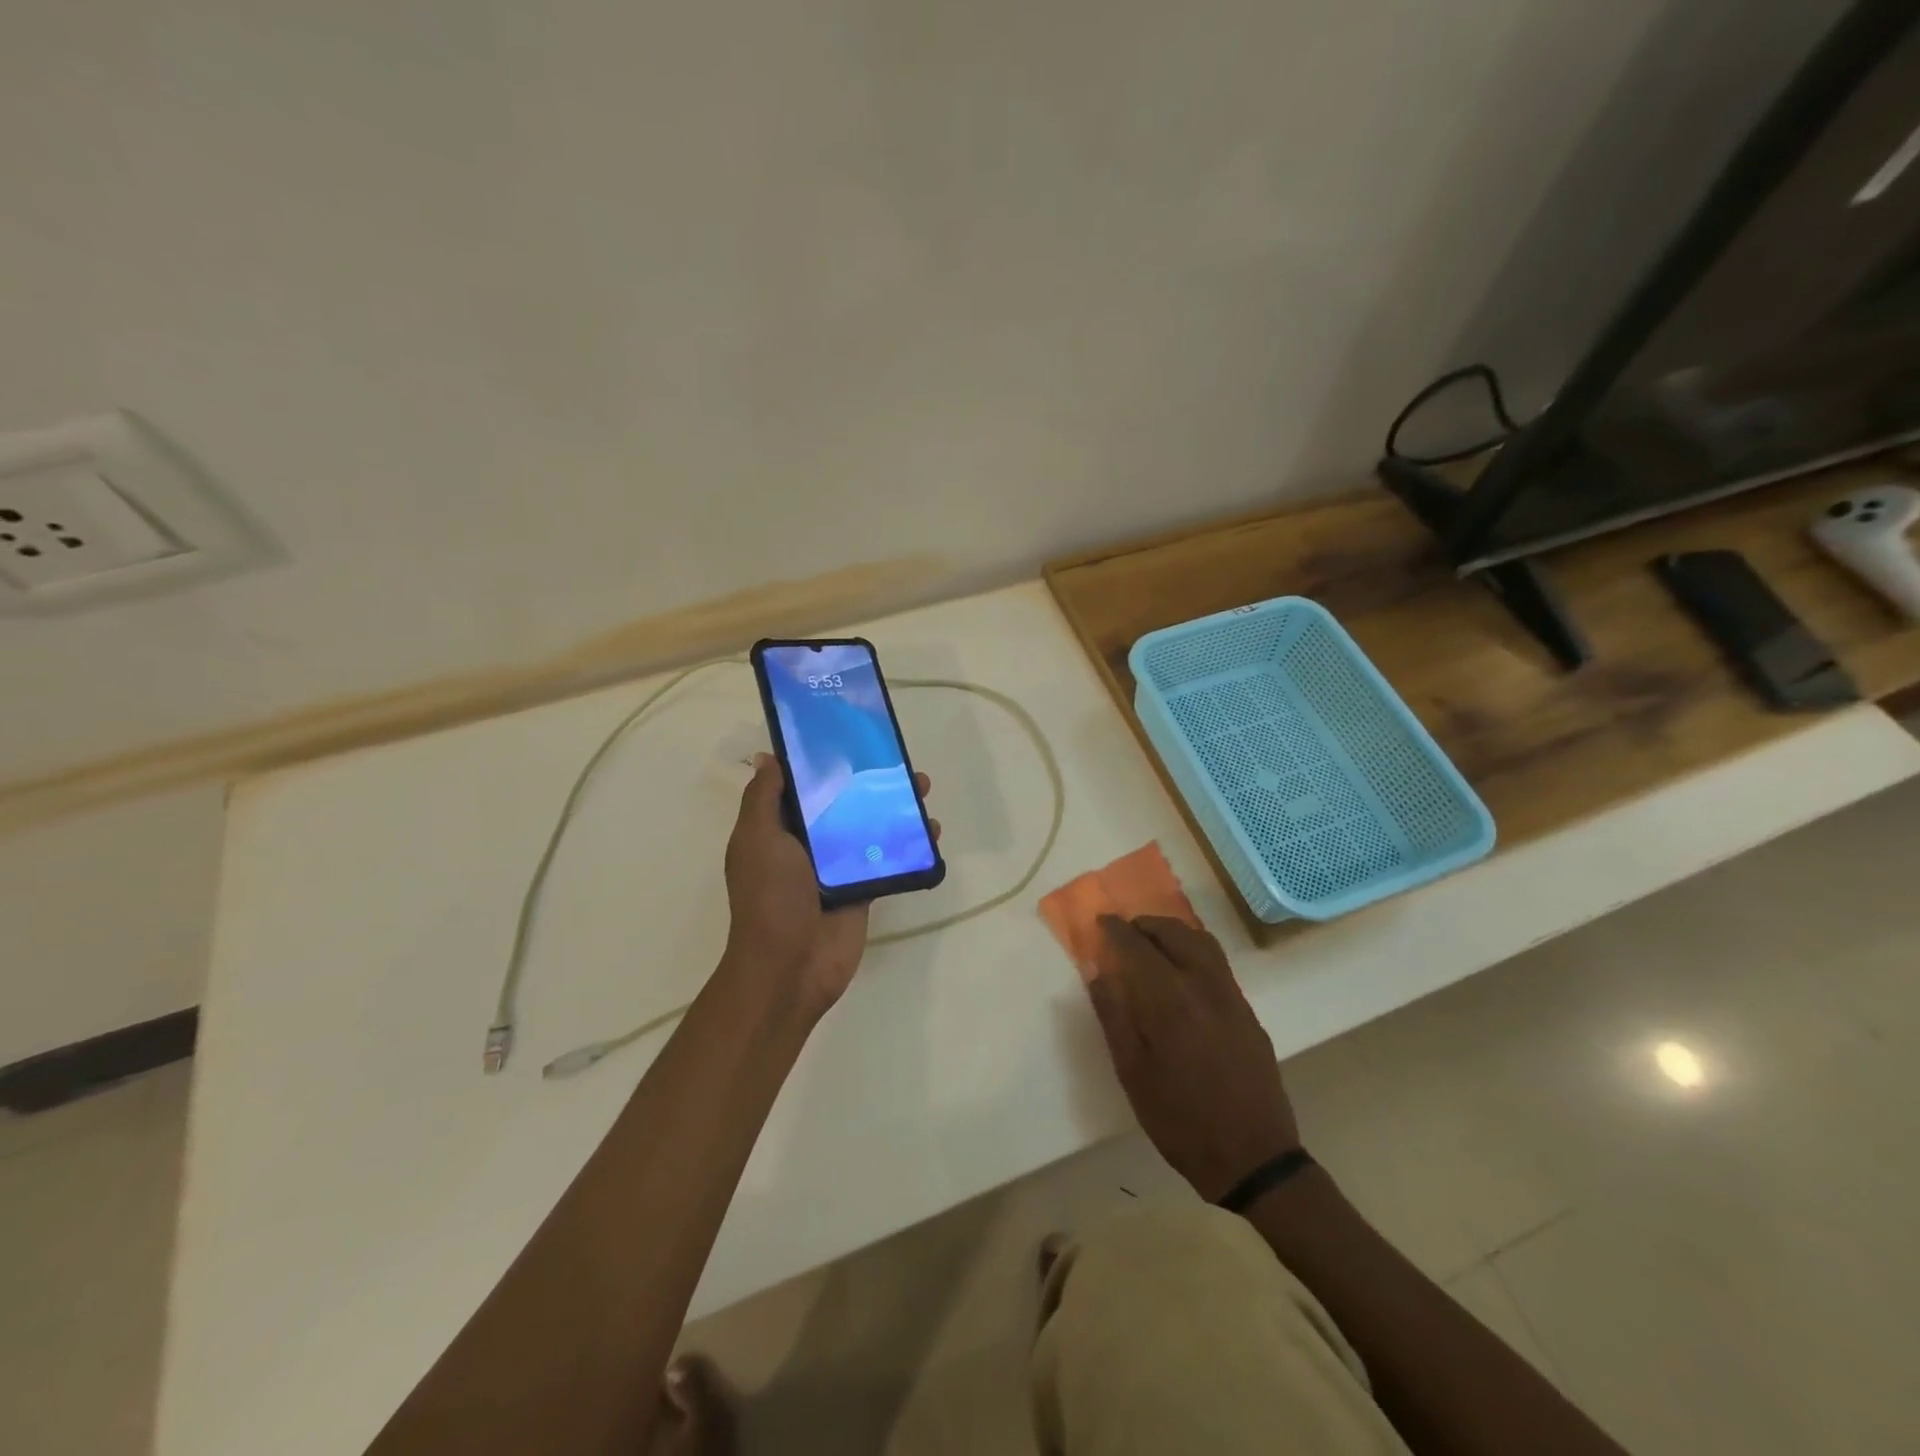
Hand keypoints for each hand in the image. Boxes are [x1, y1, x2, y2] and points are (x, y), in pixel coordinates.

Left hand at [721, 753, 938, 1016]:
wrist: (791, 966)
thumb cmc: (770, 896)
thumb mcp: (757, 839)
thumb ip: (763, 798)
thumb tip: (769, 757)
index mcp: (778, 828)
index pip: (801, 786)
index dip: (822, 761)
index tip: (848, 735)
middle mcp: (807, 843)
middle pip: (842, 802)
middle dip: (868, 780)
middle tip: (897, 761)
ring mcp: (838, 866)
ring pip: (870, 826)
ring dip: (896, 807)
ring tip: (922, 788)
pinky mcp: (864, 887)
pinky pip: (888, 858)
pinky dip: (910, 844)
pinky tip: (932, 831)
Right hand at [1087, 915, 1299, 1202]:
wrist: (1253, 1158)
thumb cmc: (1180, 1120)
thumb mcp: (1132, 1073)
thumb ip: (1113, 1016)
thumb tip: (1099, 973)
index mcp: (1169, 1001)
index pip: (1137, 947)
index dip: (1115, 930)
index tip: (1100, 922)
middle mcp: (1203, 986)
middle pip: (1174, 933)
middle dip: (1145, 925)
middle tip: (1124, 931)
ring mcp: (1231, 997)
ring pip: (1202, 942)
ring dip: (1173, 932)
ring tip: (1152, 942)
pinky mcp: (1248, 1011)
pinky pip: (1218, 962)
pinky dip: (1194, 949)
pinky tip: (1181, 970)